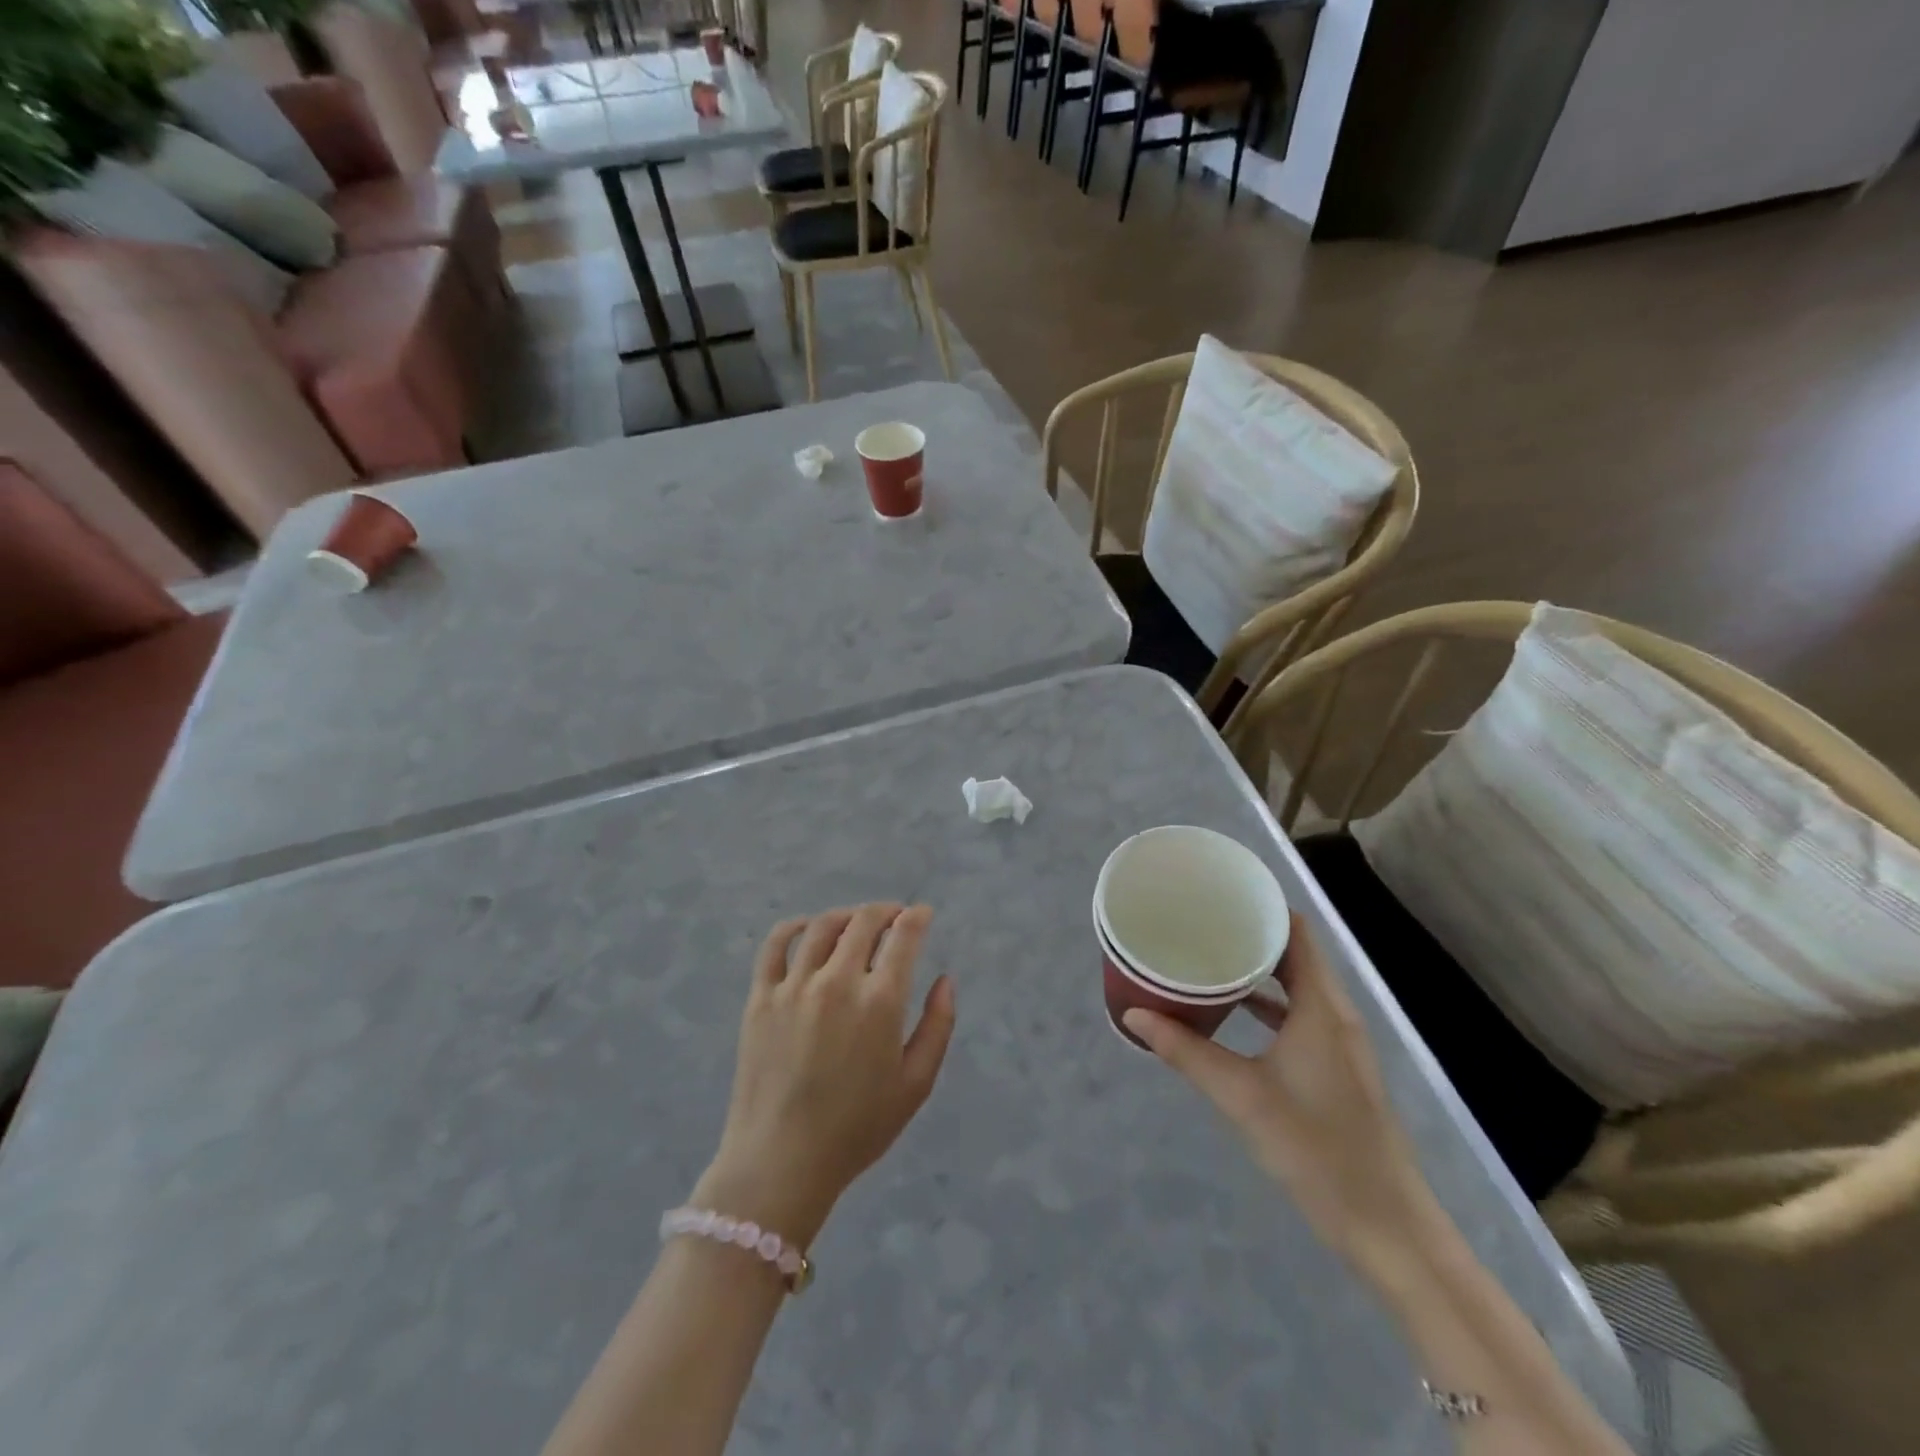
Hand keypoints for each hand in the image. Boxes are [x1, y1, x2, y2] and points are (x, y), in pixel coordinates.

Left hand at [694, 905, 956, 1247]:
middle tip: (895, 916)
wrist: (781, 1161)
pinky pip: (777, 944)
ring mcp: (794, 986)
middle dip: (886, 911)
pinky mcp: (760, 996)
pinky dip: (797, 926)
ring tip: (857, 922)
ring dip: (847, 916)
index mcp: (880, 1002)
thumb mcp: (916, 1085)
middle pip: (864, 921)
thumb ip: (938, 1026)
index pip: (903, 937)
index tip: (923, 913)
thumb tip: (945, 980)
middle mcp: (838, 981)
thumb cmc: (858, 1129)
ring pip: (823, 926)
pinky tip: (809, 928)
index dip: (917, 917)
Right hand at [1124, 914, 1435, 1272]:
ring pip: (1296, 984)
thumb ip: (1185, 1052)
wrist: (1387, 1225)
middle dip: (1248, 933)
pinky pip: (1299, 1013)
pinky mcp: (1336, 1066)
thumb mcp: (1241, 1096)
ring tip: (1207, 956)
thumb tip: (1133, 1014)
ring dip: (1258, 968)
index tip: (1216, 894)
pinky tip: (1232, 1011)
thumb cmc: (1316, 1148)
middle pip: (1293, 952)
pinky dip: (1267, 1002)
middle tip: (1198, 922)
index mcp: (1320, 1006)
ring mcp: (1339, 1041)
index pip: (1294, 931)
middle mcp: (1334, 1013)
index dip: (1260, 905)